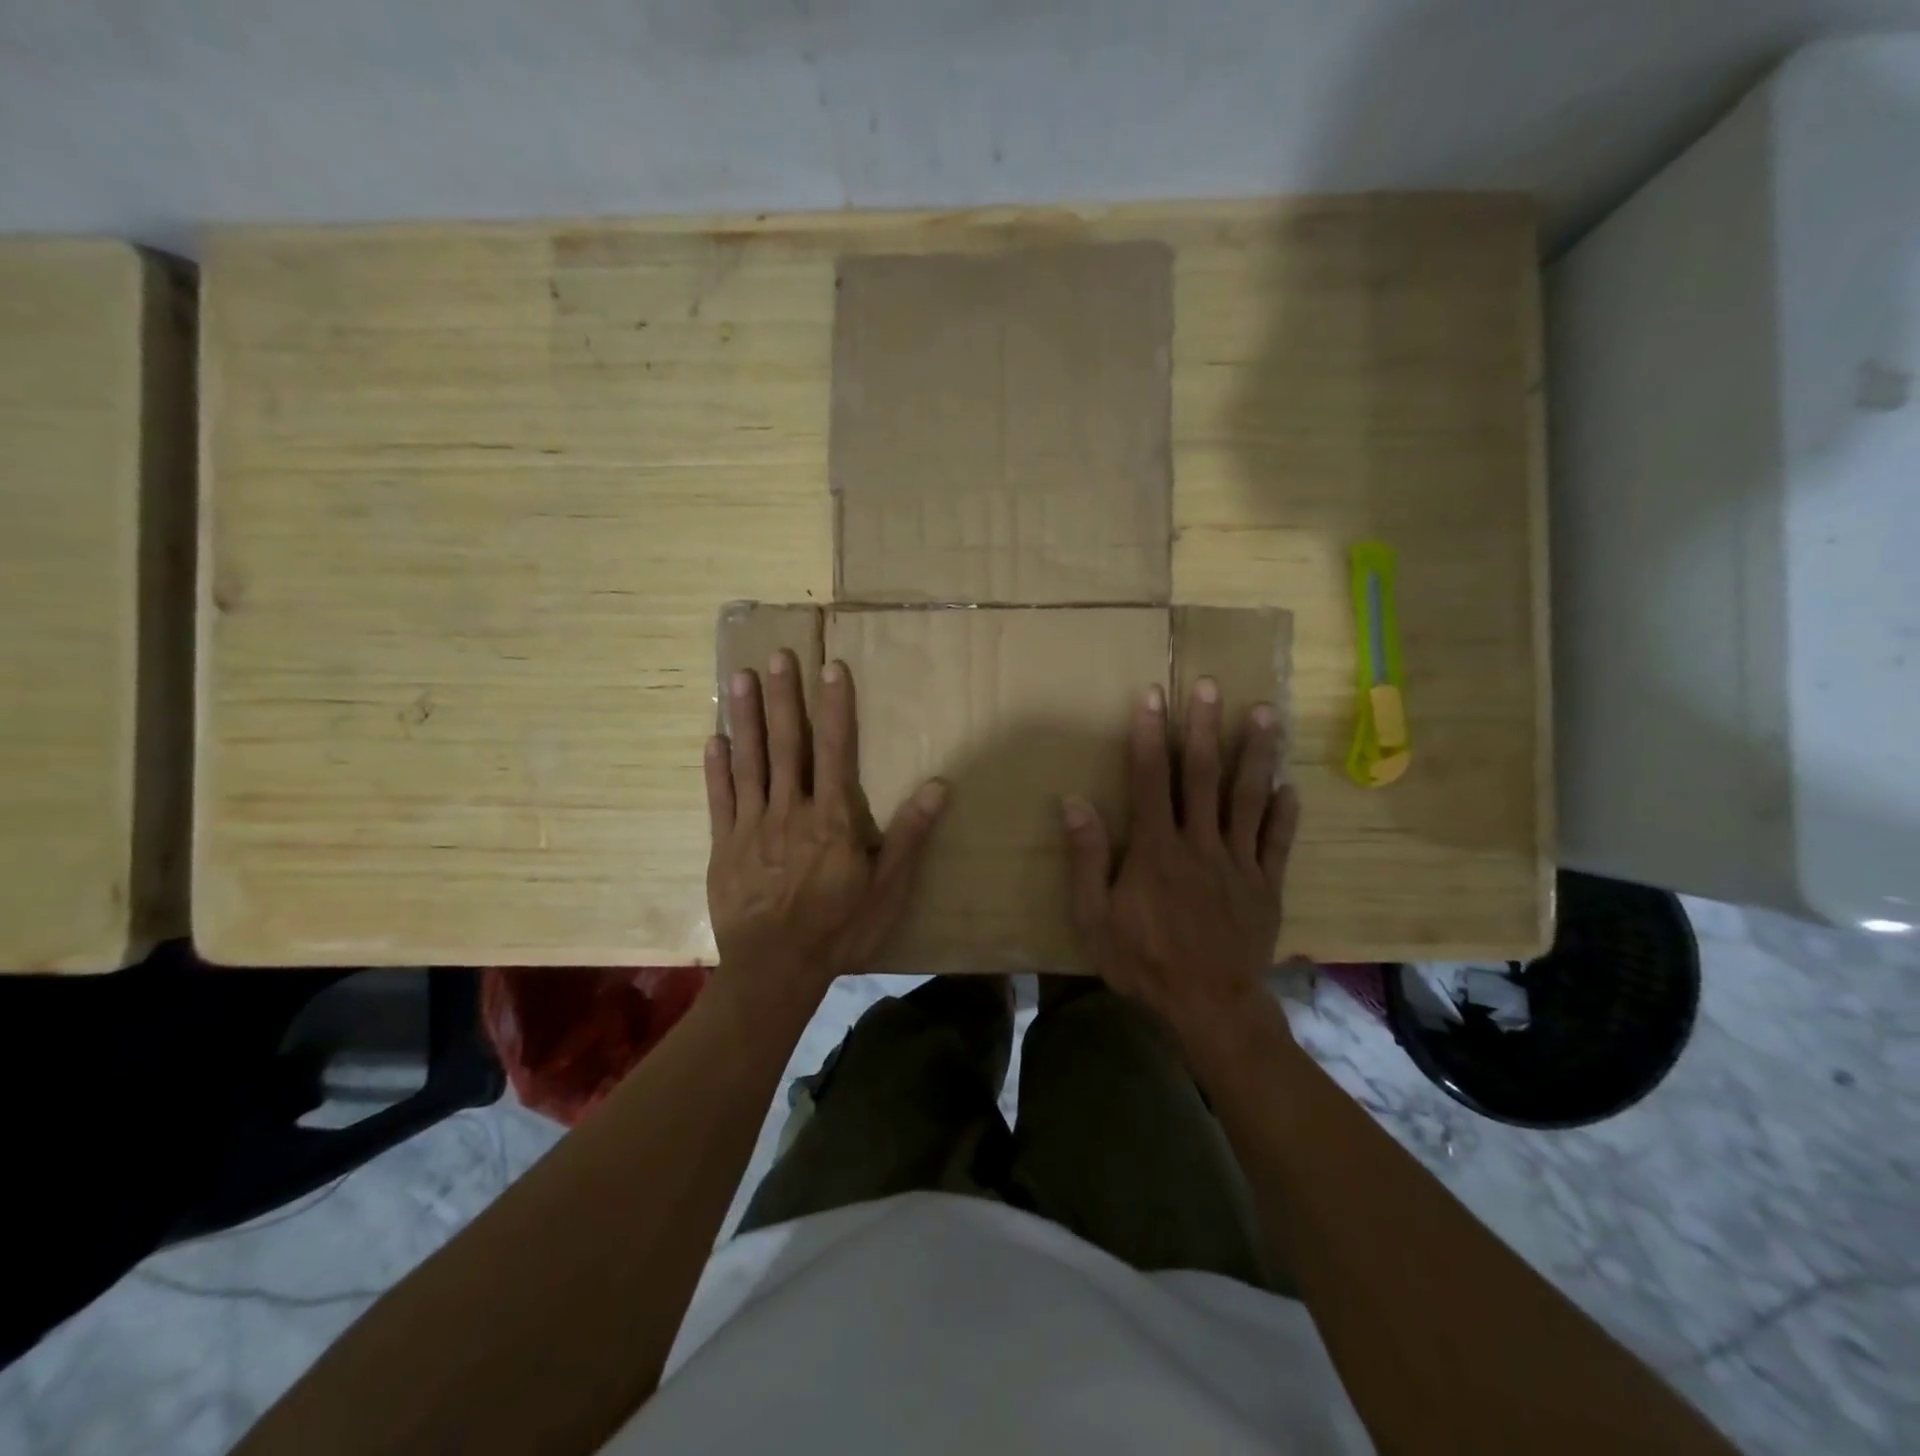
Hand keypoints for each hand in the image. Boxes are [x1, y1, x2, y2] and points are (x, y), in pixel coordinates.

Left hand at [706, 651, 946, 1001]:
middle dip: (784, 698)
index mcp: (832, 819)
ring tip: (741, 677)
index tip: (831, 668)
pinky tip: (714, 738)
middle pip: (787, 745)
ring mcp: (752, 827)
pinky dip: (716, 768)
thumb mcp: (887, 888)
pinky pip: (720, 799)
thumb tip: (938, 785)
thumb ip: (909, 835)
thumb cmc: (839, 929)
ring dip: (746, 717)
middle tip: (779, 656)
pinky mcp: (724, 846)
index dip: (835, 707)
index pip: (836, 750)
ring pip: (749, 762)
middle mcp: (790, 811)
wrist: (775, 970)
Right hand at [1062, 679, 1298, 1029]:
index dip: (1148, 735)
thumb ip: (1086, 858)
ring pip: (1248, 797)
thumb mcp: (1094, 917)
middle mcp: (1200, 843)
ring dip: (1255, 752)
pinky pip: (1277, 841)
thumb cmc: (1143, 961)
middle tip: (1210, 686)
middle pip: (1202, 775)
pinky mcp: (1266, 884)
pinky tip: (1291, 785)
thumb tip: (1074, 803)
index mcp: (1156, 849)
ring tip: (1265, 712)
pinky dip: (1284, 812)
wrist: (1209, 1006)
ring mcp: (1238, 861)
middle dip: (1204, 727)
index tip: (1152, 696)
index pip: (1150, 779)